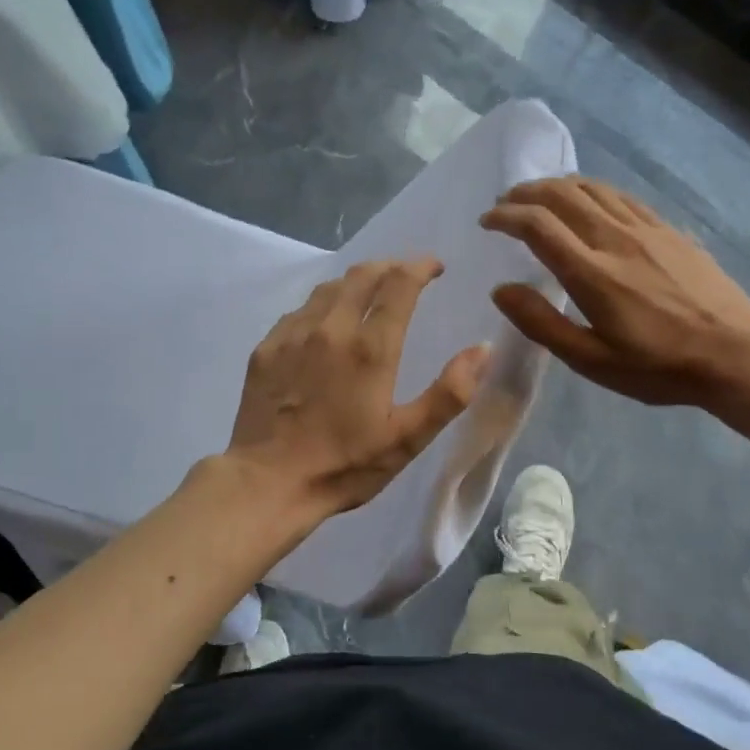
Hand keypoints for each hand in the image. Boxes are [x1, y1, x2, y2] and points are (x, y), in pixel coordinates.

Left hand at [225, 259, 490, 519]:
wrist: (267, 483)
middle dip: (390, 266)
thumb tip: (483, 348)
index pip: (399, 283)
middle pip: (362, 275)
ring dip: (355, 281)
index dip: (420, 267)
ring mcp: (292, 335)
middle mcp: (330, 328)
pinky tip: (325, 322)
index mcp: (370, 348)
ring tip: (370, 291)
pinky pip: (299, 310)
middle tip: (406, 274)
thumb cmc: (344, 465)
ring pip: (328, 288)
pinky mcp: (266, 349)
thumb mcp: (407, 438)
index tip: (435, 267)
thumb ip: (450, 392)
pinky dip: (322, 304)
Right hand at [481, 176, 749, 406]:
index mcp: (592, 272)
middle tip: (505, 204)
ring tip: (538, 196)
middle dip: (525, 193)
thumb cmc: (658, 366)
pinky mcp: (669, 230)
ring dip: (557, 186)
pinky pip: (621, 196)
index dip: (505, 217)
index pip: (538, 225)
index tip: (486, 223)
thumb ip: (542, 323)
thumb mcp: (591, 360)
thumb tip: (502, 290)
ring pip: (593, 188)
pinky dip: (592, 191)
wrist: (736, 353)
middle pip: (562, 194)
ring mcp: (647, 229)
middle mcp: (615, 238)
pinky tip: (587, 202)